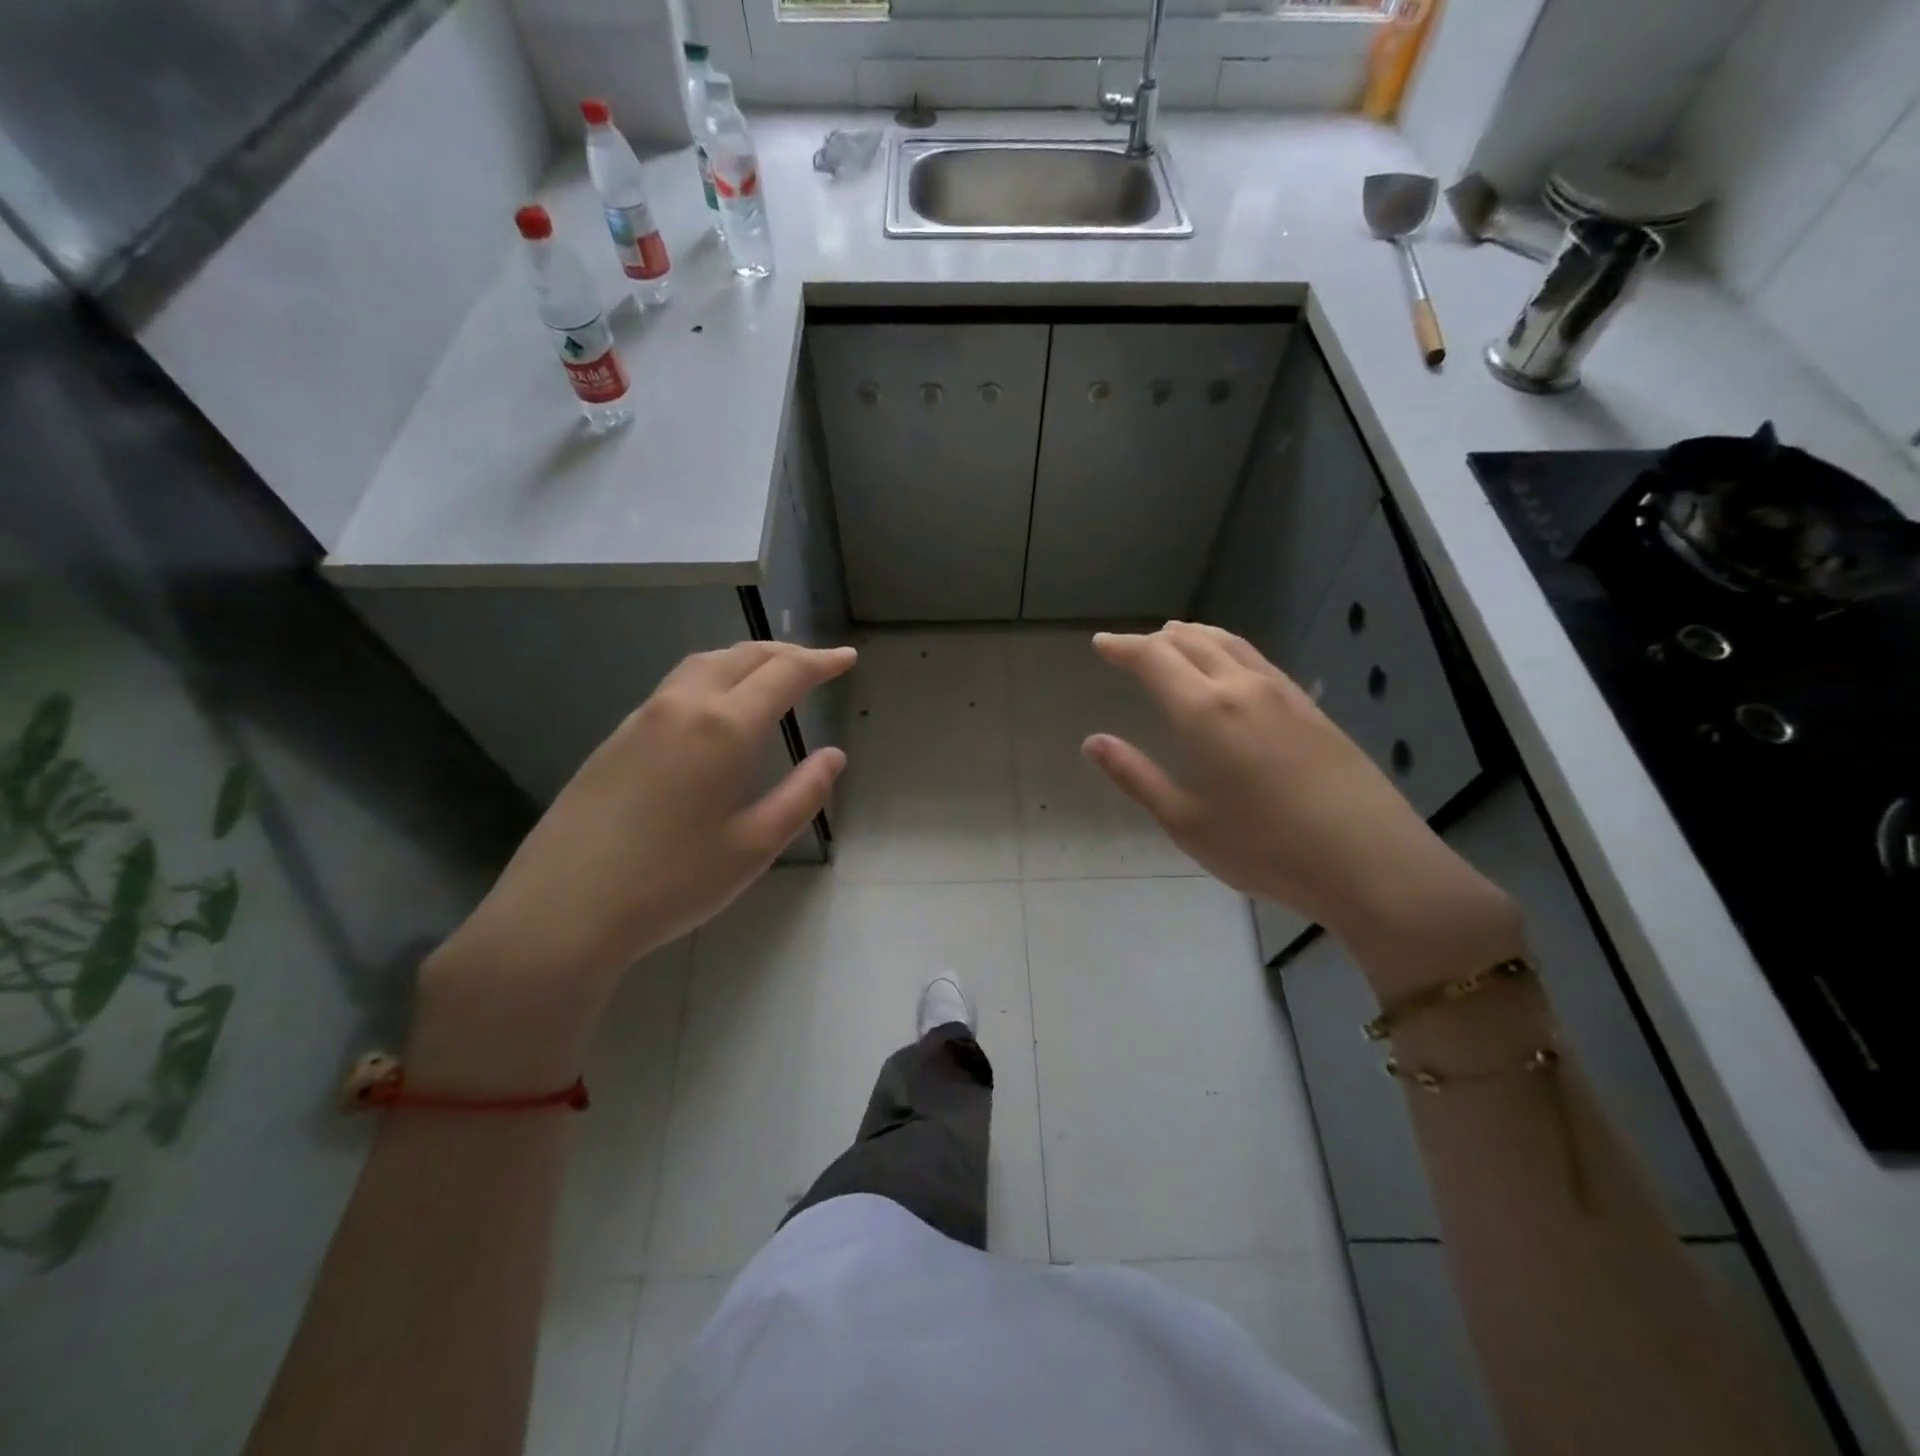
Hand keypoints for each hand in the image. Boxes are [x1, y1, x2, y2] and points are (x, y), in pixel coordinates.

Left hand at [410, 641, 855, 1092]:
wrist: (563, 909)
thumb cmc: (672, 882)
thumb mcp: (754, 846)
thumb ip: (802, 795)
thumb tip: (833, 757)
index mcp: (724, 727)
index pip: (784, 675)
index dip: (820, 663)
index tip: (847, 659)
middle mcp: (683, 706)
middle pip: (742, 656)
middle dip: (785, 652)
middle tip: (816, 662)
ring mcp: (643, 718)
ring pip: (703, 664)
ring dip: (745, 659)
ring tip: (769, 674)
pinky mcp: (616, 738)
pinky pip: (676, 686)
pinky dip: (712, 677)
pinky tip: (716, 709)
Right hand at [1082, 622, 1520, 994]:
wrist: (1370, 862)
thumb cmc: (1265, 849)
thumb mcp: (1186, 822)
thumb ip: (1136, 776)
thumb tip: (1093, 742)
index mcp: (1204, 712)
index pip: (1153, 659)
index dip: (1122, 647)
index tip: (1101, 644)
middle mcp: (1241, 687)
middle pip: (1191, 642)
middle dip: (1155, 640)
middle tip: (1131, 648)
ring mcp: (1282, 693)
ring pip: (1229, 643)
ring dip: (1194, 636)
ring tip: (1174, 638)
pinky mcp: (1311, 708)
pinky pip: (1257, 659)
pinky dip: (1227, 649)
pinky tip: (1229, 668)